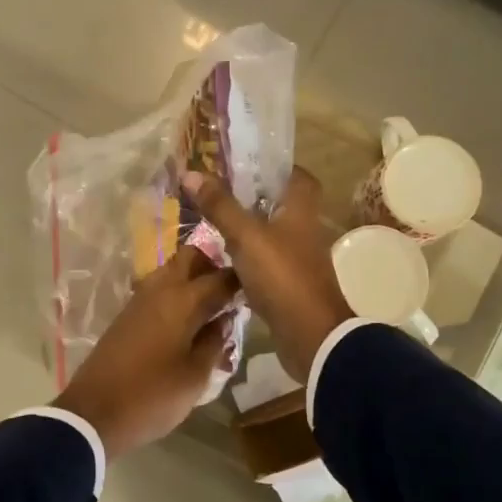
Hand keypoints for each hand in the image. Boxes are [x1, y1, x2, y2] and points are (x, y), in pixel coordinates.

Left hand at [54, 244, 240, 459]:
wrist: (94, 413)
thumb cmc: (152, 396)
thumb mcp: (196, 376)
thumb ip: (214, 342)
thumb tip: (224, 319)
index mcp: (182, 300)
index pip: (220, 276)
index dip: (241, 280)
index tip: (257, 290)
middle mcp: (159, 289)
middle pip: (190, 257)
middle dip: (212, 266)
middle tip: (230, 294)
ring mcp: (139, 300)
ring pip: (171, 271)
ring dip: (192, 280)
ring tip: (211, 312)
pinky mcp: (127, 315)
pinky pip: (158, 291)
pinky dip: (176, 296)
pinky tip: (187, 324)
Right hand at [183, 168, 355, 383]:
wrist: (310, 336)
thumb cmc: (282, 276)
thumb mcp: (246, 236)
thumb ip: (220, 206)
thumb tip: (190, 172)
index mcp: (301, 212)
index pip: (298, 177)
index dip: (277, 168)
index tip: (247, 164)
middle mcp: (303, 232)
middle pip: (280, 205)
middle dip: (253, 198)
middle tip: (219, 192)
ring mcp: (297, 261)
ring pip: (270, 235)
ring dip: (246, 229)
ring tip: (213, 222)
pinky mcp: (288, 286)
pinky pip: (264, 263)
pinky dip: (246, 259)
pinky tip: (222, 260)